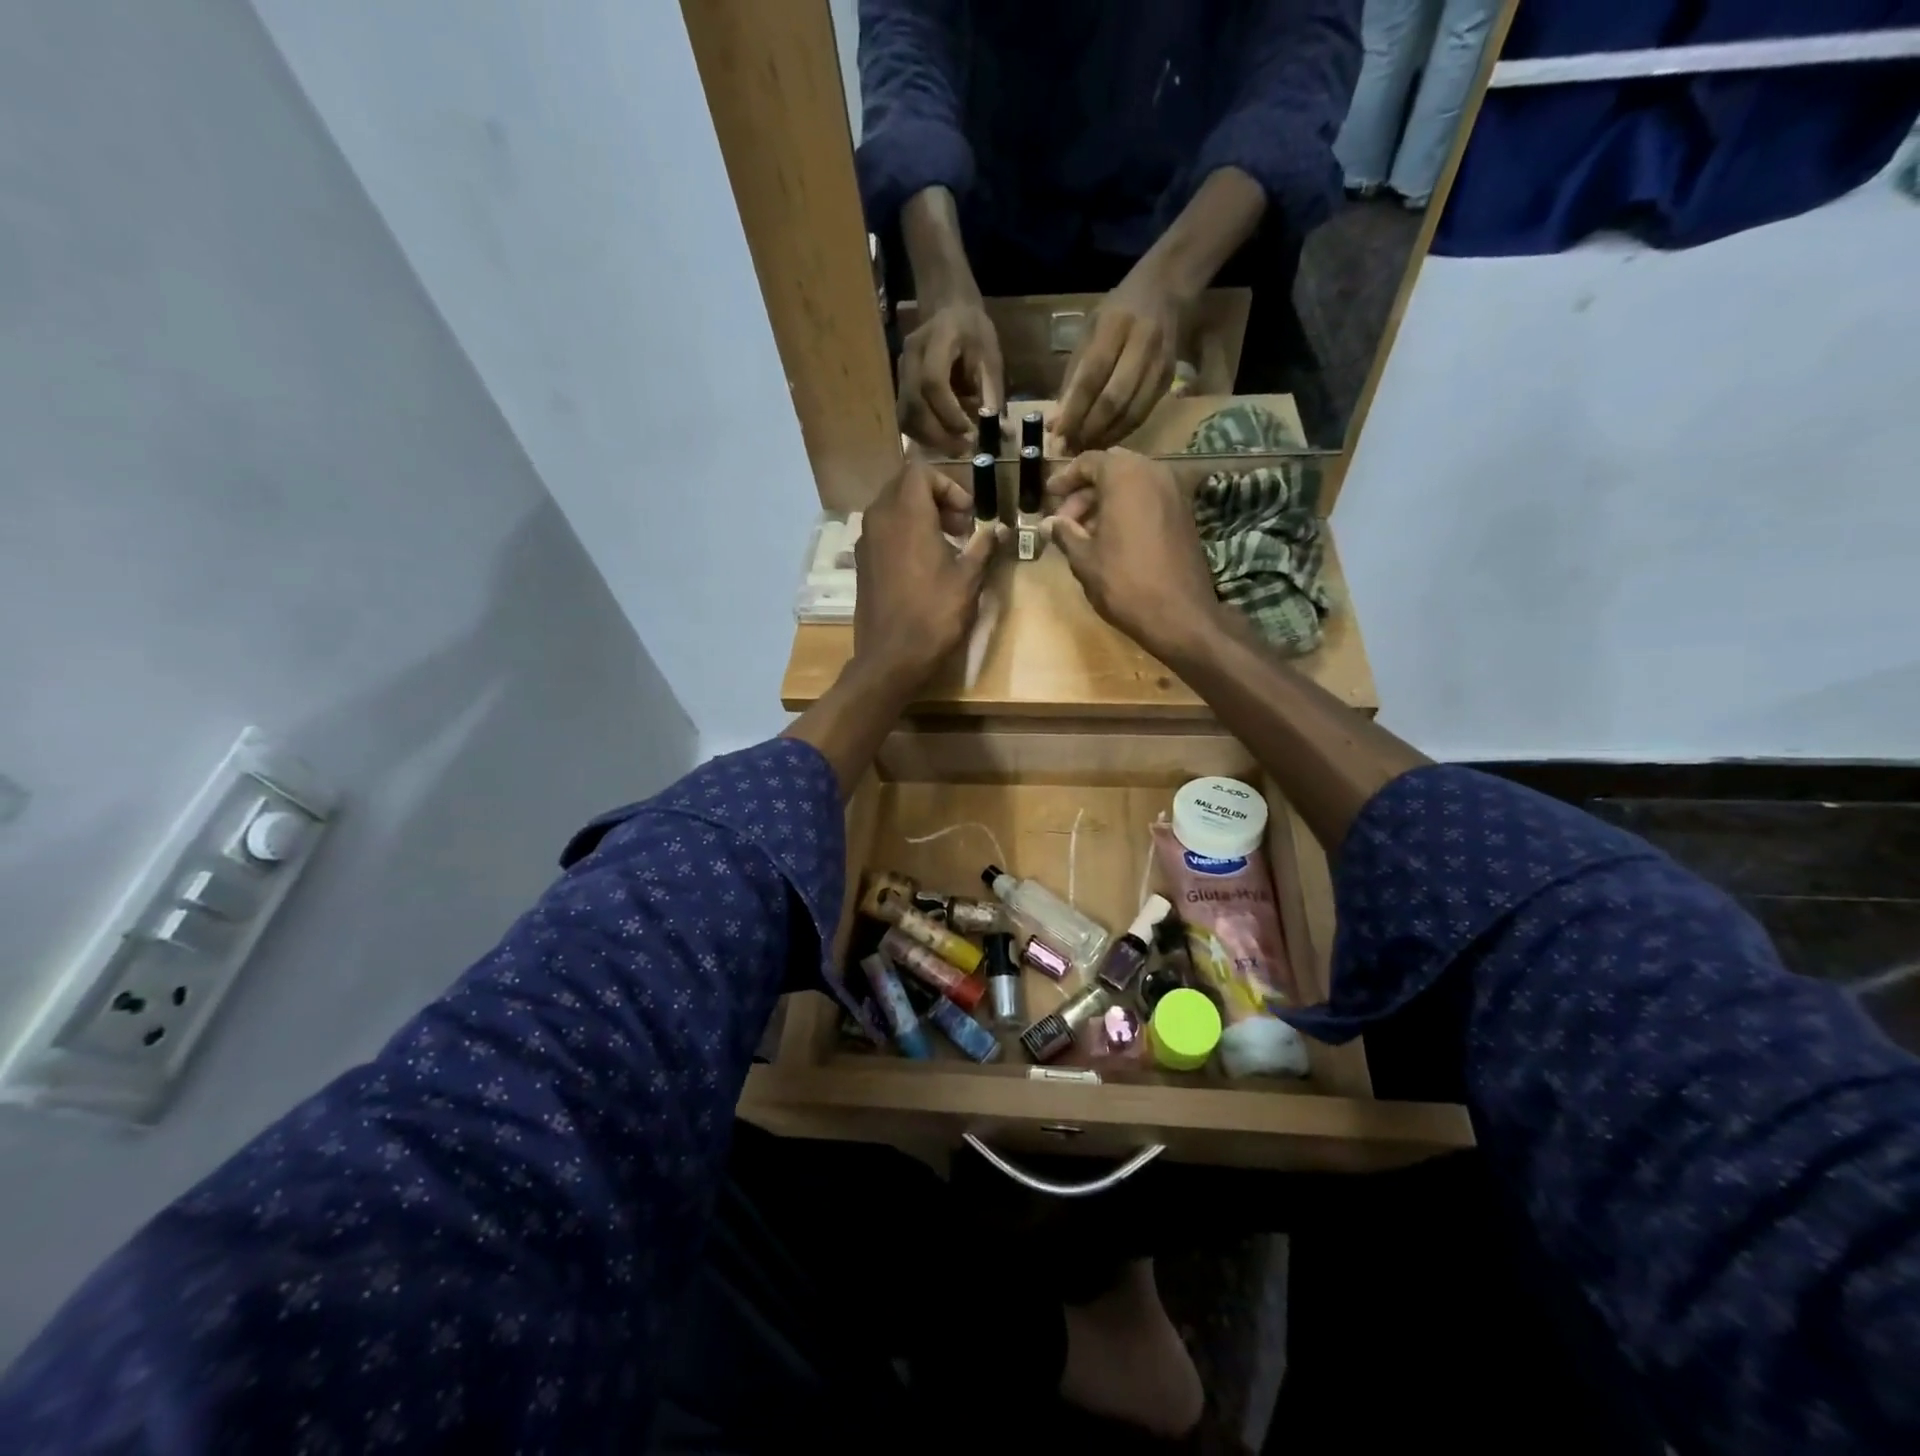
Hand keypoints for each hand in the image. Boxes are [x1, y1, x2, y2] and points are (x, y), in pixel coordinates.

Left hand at [854, 462, 1002, 689]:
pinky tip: (924, 565)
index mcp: (905, 514)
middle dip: (935, 498)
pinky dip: (904, 534)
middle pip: (904, 486)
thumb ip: (984, 546)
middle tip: (961, 527)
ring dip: (920, 516)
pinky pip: (883, 532)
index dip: (948, 486)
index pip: (921, 471)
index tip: (968, 515)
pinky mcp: (861, 563)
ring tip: (946, 546)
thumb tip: (1000, 530)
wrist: (892, 657)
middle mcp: (879, 519)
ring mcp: (865, 541)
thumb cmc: (934, 614)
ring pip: (892, 508)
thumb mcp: (968, 579)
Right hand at [896, 298, 1004, 455]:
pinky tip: (942, 439)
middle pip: (914, 404)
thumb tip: (1002, 432)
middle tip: (962, 450)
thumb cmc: (973, 332)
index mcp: (937, 338)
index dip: (949, 412)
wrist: (948, 310)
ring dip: (928, 439)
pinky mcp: (899, 387)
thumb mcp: (990, 354)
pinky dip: (923, 435)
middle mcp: (911, 355)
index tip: (969, 431)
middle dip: (938, 434)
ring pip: (906, 416)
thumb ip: (992, 392)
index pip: (933, 381)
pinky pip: (906, 418)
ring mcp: (901, 372)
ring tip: (954, 448)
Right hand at [1045, 449, 1216, 661]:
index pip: (1088, 461)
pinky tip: (1111, 538)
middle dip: (1086, 490)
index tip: (1049, 495)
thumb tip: (1048, 523)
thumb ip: (1064, 533)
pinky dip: (1127, 508)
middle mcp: (1153, 473)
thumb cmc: (1123, 581)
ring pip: (1132, 483)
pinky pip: (1149, 498)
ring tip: (1084, 532)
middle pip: (1112, 468)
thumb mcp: (1084, 558)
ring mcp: (1173, 492)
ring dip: (1106, 500)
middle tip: (1065, 518)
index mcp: (1124, 476)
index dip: (1065, 478)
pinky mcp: (1184, 513)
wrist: (1179, 613)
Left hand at [1052, 266, 1180, 450]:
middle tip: (1070, 448)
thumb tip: (1056, 421)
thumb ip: (1073, 375)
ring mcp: (1160, 363)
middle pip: (1113, 400)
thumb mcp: (1090, 330)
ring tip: (1084, 449)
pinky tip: (1105, 439)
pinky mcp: (1169, 379)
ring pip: (1131, 413)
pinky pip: (1143, 414)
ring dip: (1105, 436)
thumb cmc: (1118, 311)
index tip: (1057, 435)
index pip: (1091, 376)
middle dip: (1089, 429)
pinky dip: (1122, 432)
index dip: (1074, 410)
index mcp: (1115, 325)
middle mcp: (1142, 343)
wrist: (1167, 288)